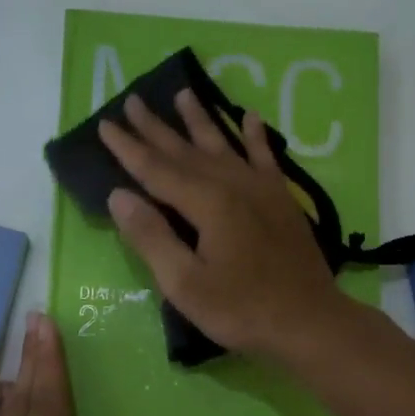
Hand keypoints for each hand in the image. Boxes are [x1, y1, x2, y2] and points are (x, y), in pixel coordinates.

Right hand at [98, 89, 347, 360]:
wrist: (309, 321)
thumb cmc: (242, 310)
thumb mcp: (185, 284)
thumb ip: (151, 237)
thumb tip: (120, 195)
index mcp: (207, 203)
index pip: (156, 169)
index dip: (128, 148)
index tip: (105, 124)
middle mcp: (233, 184)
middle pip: (186, 150)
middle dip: (157, 127)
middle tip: (133, 100)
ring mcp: (262, 189)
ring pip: (224, 145)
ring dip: (201, 120)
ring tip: (183, 93)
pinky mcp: (283, 200)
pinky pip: (265, 157)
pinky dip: (256, 136)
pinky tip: (250, 117)